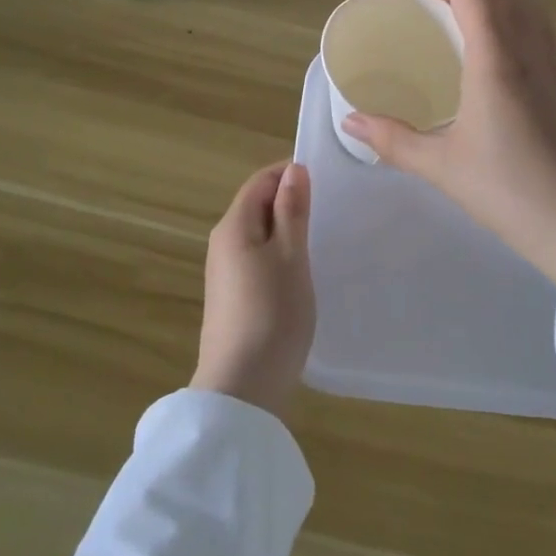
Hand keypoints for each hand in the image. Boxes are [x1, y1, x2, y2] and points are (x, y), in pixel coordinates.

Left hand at [190, 161, 314, 417]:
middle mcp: (223, 242)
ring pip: (259, 234)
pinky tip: (303, 270)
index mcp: (234, 226)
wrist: (242, 386)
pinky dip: (280, 254)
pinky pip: (258, 258)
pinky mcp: (233, 297)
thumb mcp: (290, 255)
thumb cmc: (272, 313)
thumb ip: (291, 210)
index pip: (260, 181)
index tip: (326, 178)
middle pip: (257, 205)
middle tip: (332, 206)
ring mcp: (225, 272)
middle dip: (291, 200)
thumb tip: (294, 169)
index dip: (290, 173)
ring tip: (323, 235)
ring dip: (287, 228)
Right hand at [344, 0, 555, 288]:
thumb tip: (351, 121)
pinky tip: (494, 44)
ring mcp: (554, 71)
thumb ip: (394, 140)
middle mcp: (529, 55)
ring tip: (459, 4)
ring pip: (526, 8)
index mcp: (496, 64)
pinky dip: (510, 15)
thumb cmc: (509, 192)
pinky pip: (537, 31)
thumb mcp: (442, 167)